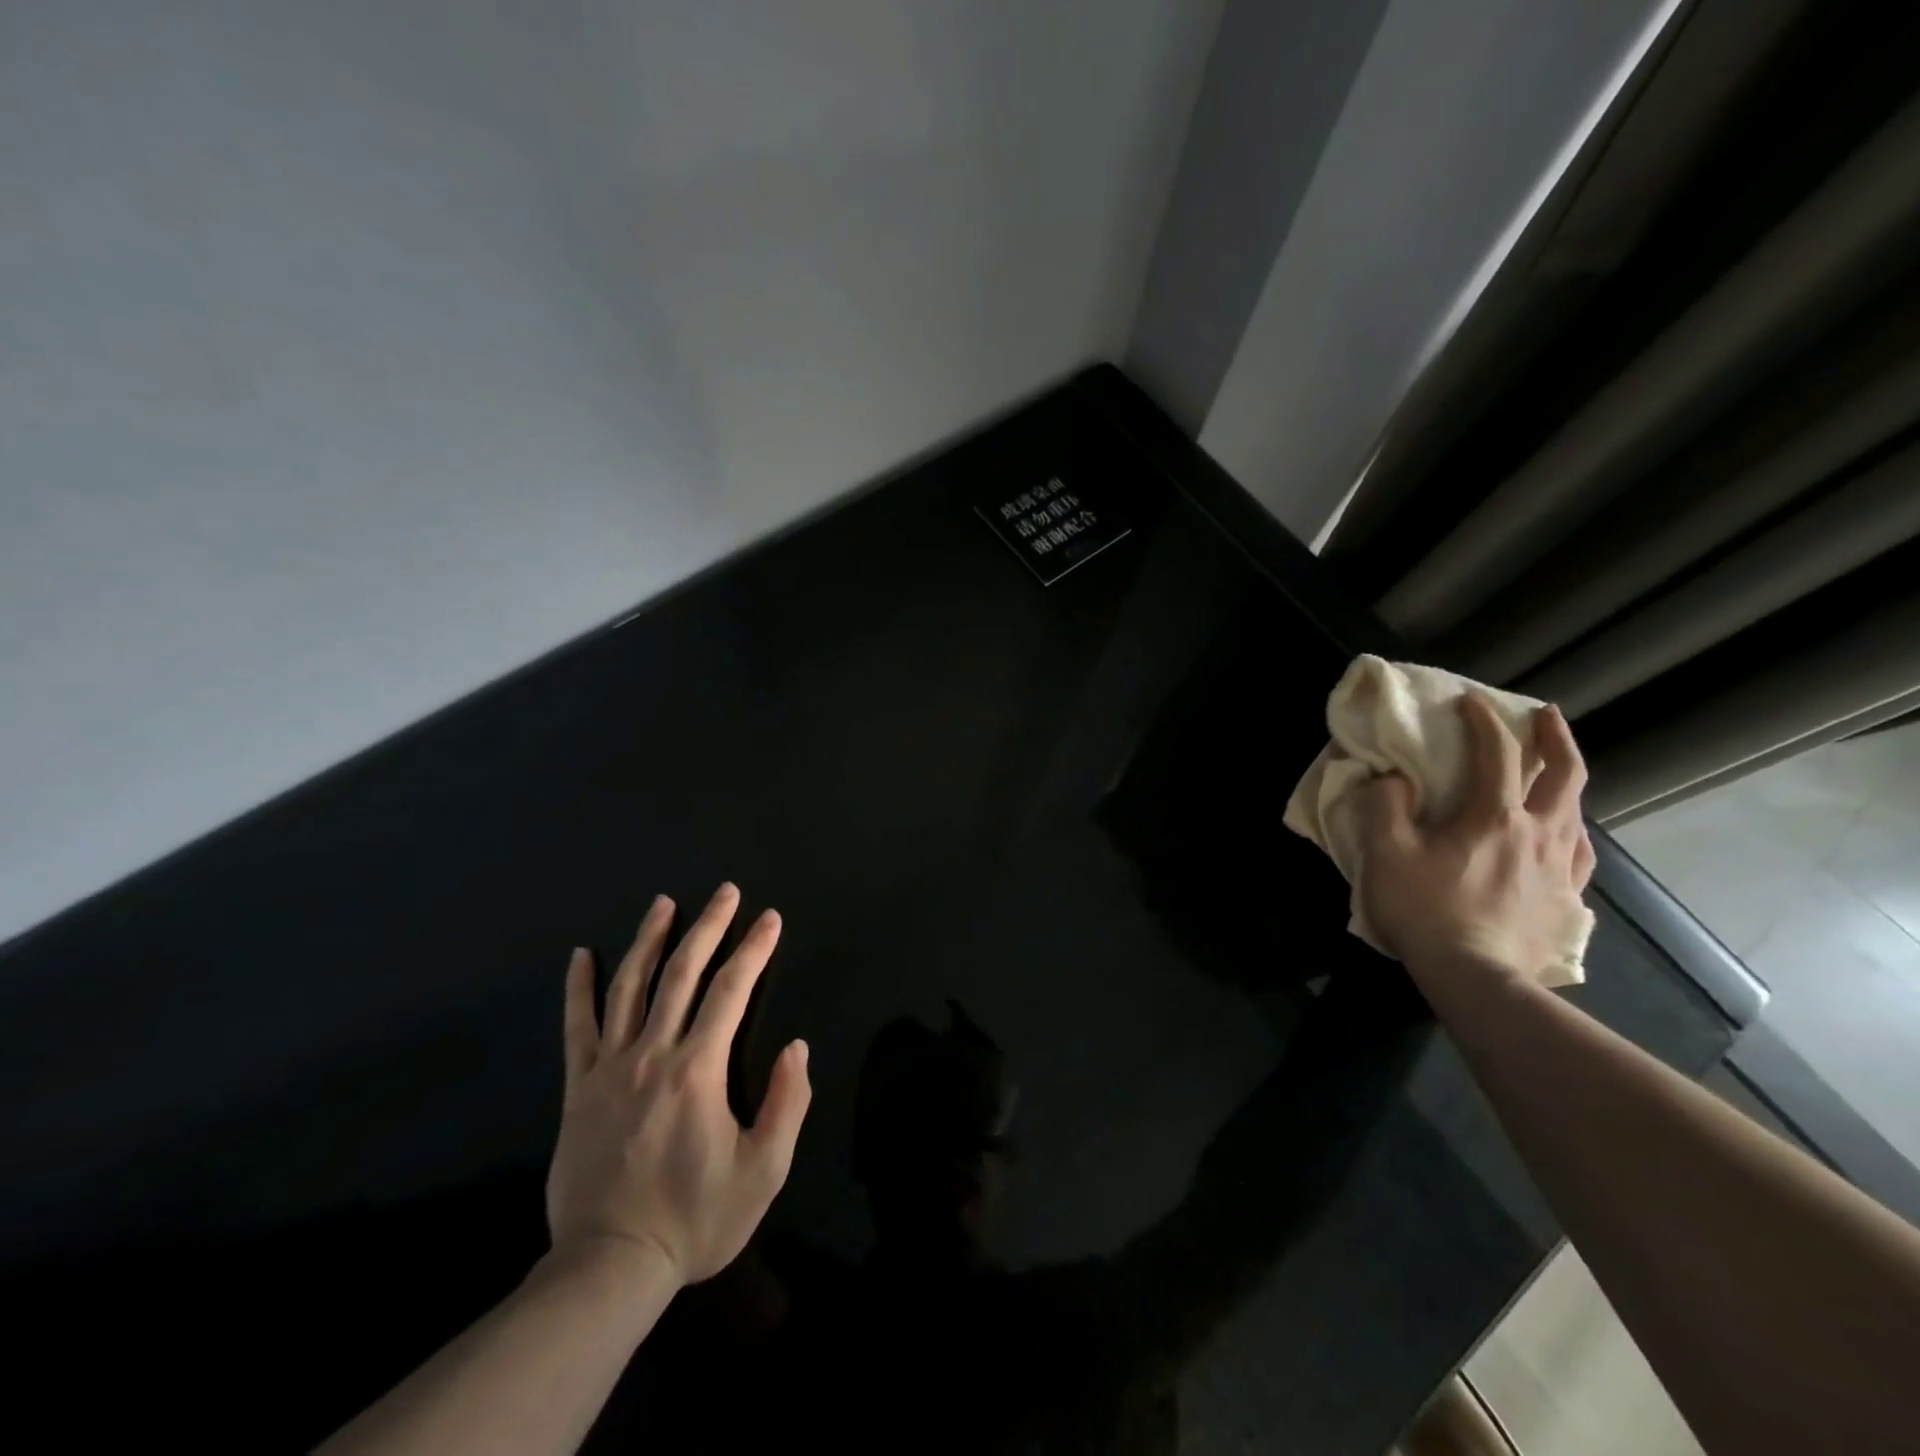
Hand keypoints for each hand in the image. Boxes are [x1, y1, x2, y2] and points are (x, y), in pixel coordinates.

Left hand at [545, 884, 810, 1286]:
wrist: (609, 1267)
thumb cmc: (695, 1219)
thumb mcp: (763, 1172)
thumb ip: (787, 1104)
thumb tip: (797, 1047)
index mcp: (699, 1070)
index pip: (732, 990)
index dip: (754, 949)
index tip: (770, 919)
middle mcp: (653, 1054)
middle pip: (682, 973)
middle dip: (708, 926)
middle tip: (725, 891)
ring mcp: (610, 1068)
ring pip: (630, 988)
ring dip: (649, 939)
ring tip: (663, 903)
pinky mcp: (579, 1088)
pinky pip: (577, 1028)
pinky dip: (578, 988)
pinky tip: (581, 955)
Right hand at [1358, 695, 1595, 984]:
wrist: (1476, 978)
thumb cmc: (1426, 911)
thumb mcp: (1386, 854)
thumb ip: (1385, 807)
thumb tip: (1394, 780)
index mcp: (1495, 817)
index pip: (1497, 754)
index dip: (1484, 721)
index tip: (1471, 701)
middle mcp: (1540, 834)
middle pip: (1565, 774)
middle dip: (1556, 738)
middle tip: (1546, 717)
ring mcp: (1561, 870)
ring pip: (1578, 813)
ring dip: (1567, 784)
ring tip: (1553, 778)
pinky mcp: (1567, 902)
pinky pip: (1579, 855)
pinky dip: (1571, 833)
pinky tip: (1562, 840)